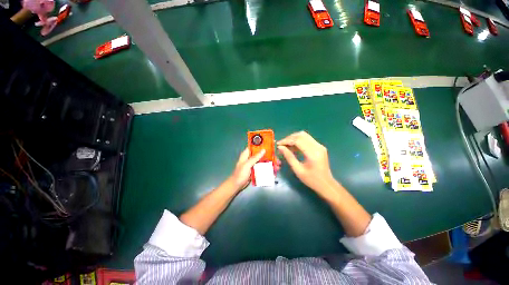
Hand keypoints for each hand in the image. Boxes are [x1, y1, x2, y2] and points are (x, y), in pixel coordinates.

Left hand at [227, 147, 281, 191]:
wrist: (237, 186)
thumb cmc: (240, 174)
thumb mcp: (247, 165)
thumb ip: (255, 158)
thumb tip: (264, 150)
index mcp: (247, 154)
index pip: (255, 146)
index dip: (262, 144)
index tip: (271, 144)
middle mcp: (251, 157)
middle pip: (262, 154)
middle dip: (270, 156)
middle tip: (277, 160)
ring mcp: (254, 164)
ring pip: (264, 161)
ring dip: (271, 163)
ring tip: (277, 167)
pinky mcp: (256, 169)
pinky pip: (263, 167)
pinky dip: (268, 168)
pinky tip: (273, 171)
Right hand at [277, 131, 336, 194]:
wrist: (326, 184)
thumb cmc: (311, 180)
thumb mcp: (298, 169)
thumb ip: (289, 157)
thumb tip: (280, 147)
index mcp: (313, 153)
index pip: (297, 140)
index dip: (286, 140)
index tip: (278, 144)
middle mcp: (317, 146)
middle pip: (301, 135)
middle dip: (289, 138)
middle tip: (281, 144)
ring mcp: (320, 146)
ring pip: (304, 135)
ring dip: (294, 138)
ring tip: (286, 145)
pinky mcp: (319, 147)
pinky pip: (307, 139)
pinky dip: (299, 141)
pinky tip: (293, 147)